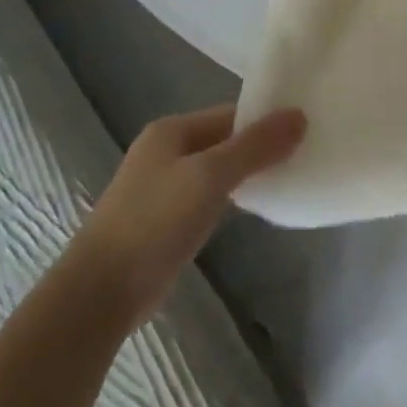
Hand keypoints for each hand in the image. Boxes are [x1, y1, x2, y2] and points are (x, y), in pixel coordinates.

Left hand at [72, 105, 304, 333]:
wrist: (99, 293)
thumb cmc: (155, 221)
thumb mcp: (211, 176)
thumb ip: (256, 146)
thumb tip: (300, 115)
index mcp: (172, 130)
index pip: (232, 113)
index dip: (267, 120)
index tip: (306, 130)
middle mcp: (166, 151)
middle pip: (227, 139)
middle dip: (262, 147)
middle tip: (305, 154)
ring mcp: (164, 187)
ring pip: (220, 169)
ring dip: (250, 173)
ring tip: (290, 177)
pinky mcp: (167, 221)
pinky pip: (211, 197)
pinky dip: (235, 197)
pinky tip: (258, 208)